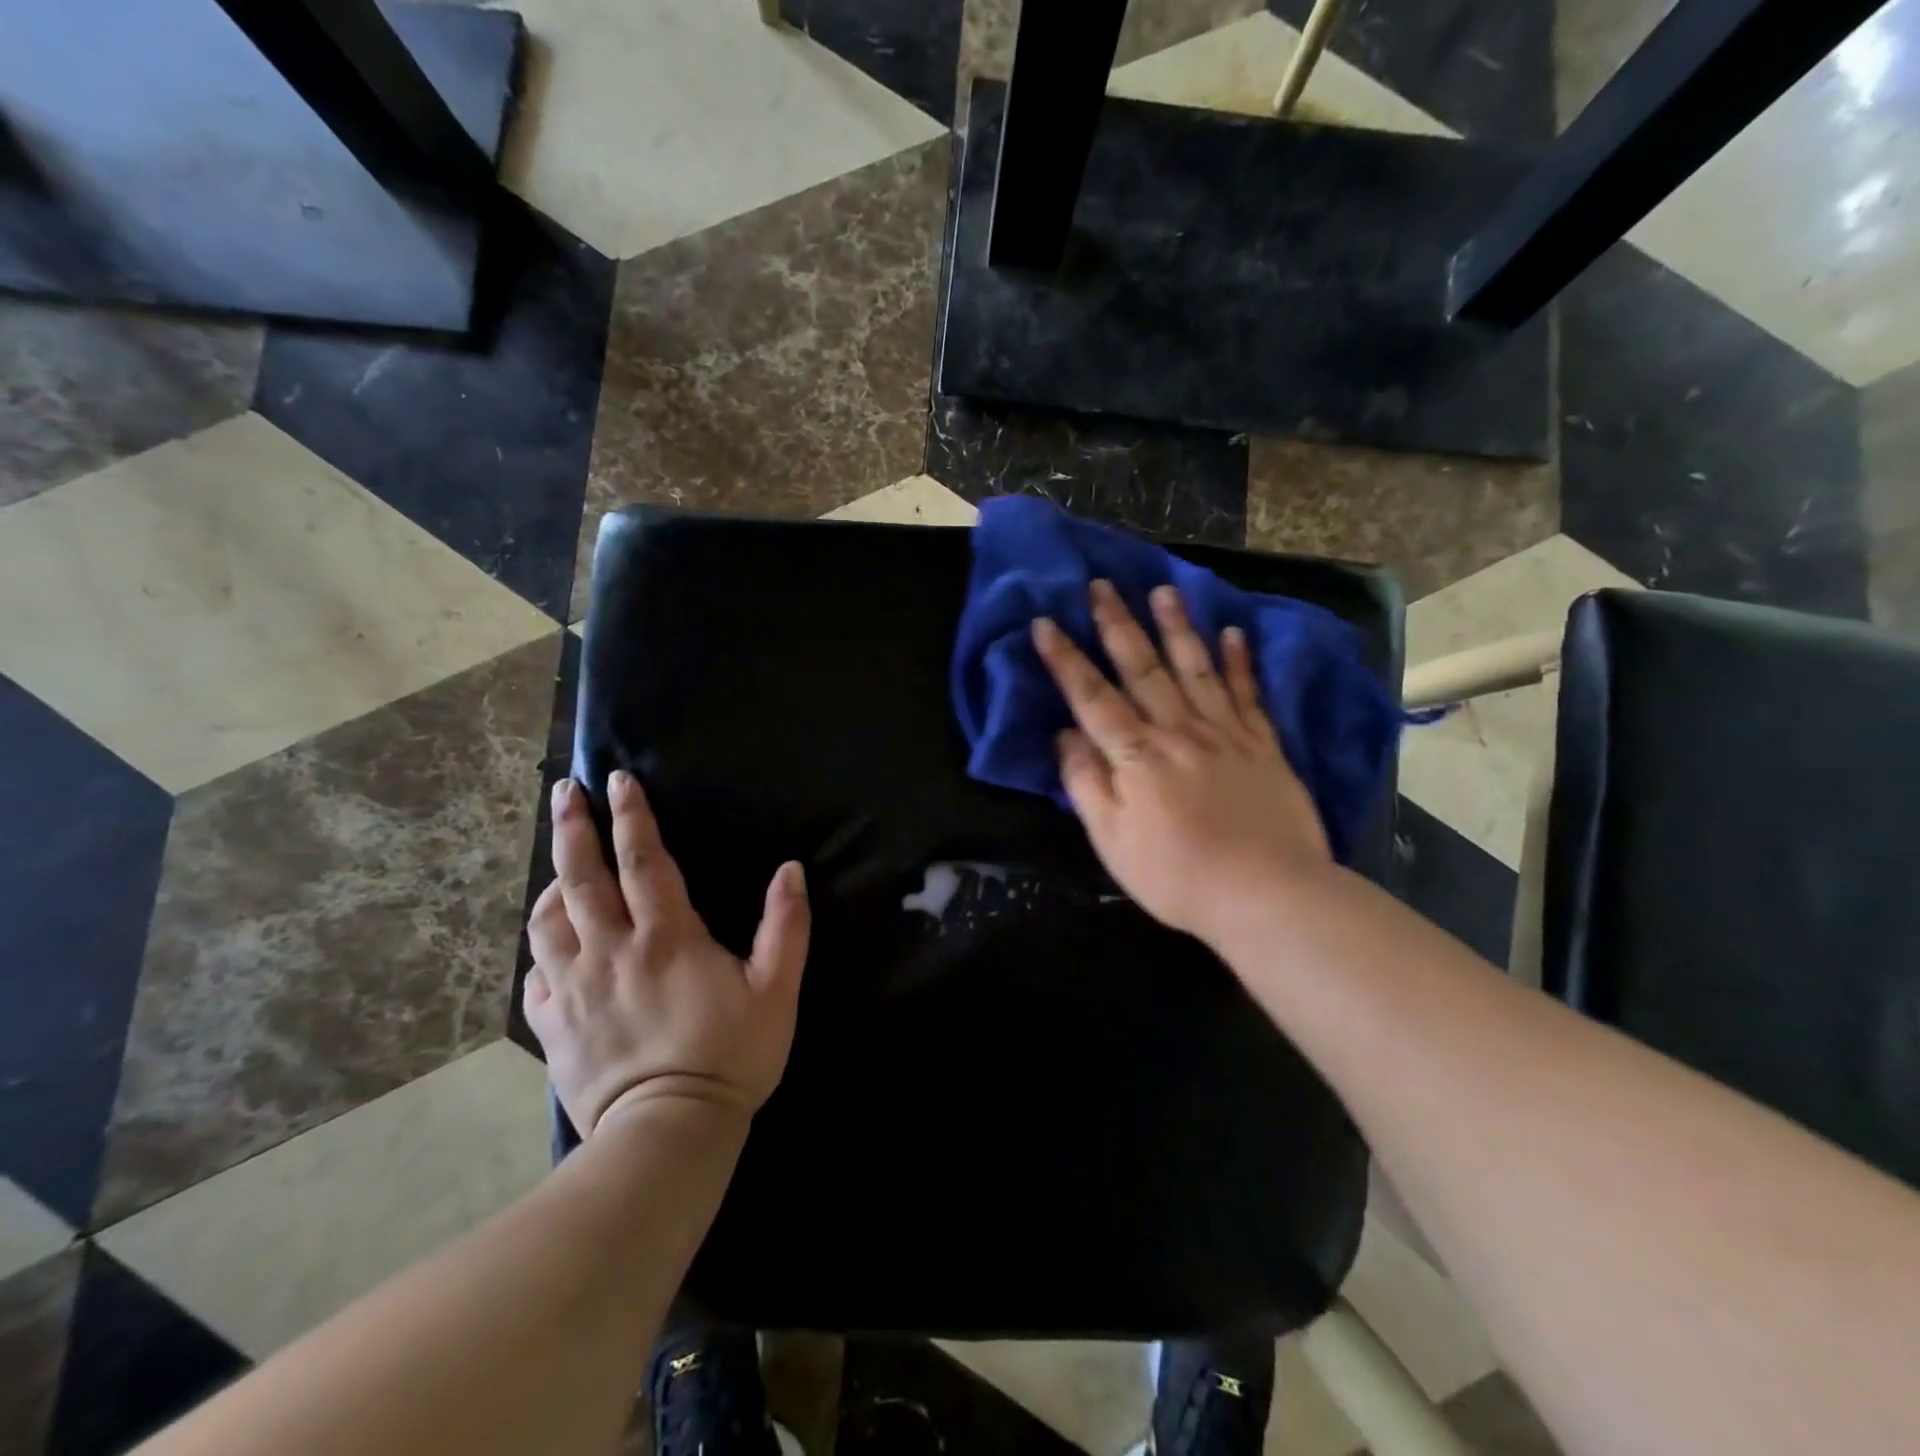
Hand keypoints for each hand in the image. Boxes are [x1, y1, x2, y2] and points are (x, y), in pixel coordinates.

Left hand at [523, 771, 808, 1135]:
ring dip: (551, 883)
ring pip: (548, 920)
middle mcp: (611, 951)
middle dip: (574, 828)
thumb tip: (791, 870)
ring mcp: (574, 988)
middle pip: (582, 876)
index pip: (643, 861)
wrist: (668, 1133)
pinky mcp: (552, 1024)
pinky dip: (540, 945)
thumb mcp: (777, 990)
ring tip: (558, 865)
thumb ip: (786, 927)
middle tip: (564, 792)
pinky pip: (535, 972)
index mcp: (666, 937)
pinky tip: (549, 939)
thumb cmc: (730, 1056)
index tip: (618, 780)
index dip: (632, 816)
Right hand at [1032, 580, 1331, 941]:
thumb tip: (1065, 736)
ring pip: (1194, 668)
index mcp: (1136, 756)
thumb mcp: (1111, 840)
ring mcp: (1224, 734)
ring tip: (1163, 589)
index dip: (1066, 660)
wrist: (1267, 894)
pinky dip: (1239, 662)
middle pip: (1142, 669)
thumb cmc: (1177, 874)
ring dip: (1176, 626)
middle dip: (1117, 624)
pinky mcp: (1263, 745)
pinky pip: (1247, 693)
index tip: (1045, 622)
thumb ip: (1086, 784)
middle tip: (1101, 585)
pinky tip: (1232, 633)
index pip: (1092, 697)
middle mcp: (1177, 731)